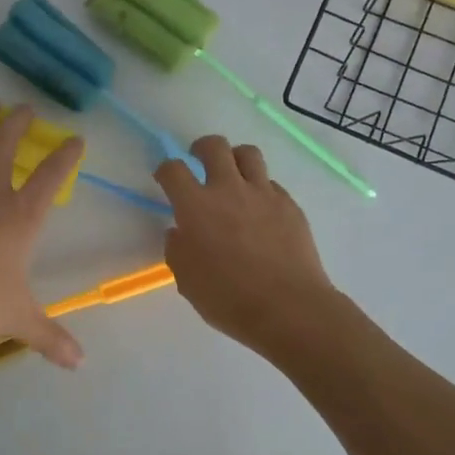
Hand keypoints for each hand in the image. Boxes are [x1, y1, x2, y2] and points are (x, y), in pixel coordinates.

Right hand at [155, 135, 336, 354]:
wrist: (289, 308)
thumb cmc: (228, 298)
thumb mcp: (186, 279)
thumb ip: (178, 249)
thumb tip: (181, 233)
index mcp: (196, 206)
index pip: (173, 170)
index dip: (165, 170)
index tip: (165, 179)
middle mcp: (229, 189)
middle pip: (214, 146)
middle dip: (201, 148)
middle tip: (199, 161)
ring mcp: (263, 194)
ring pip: (248, 154)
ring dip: (235, 159)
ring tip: (233, 175)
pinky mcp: (290, 205)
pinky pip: (271, 184)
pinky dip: (260, 189)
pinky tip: (259, 211)